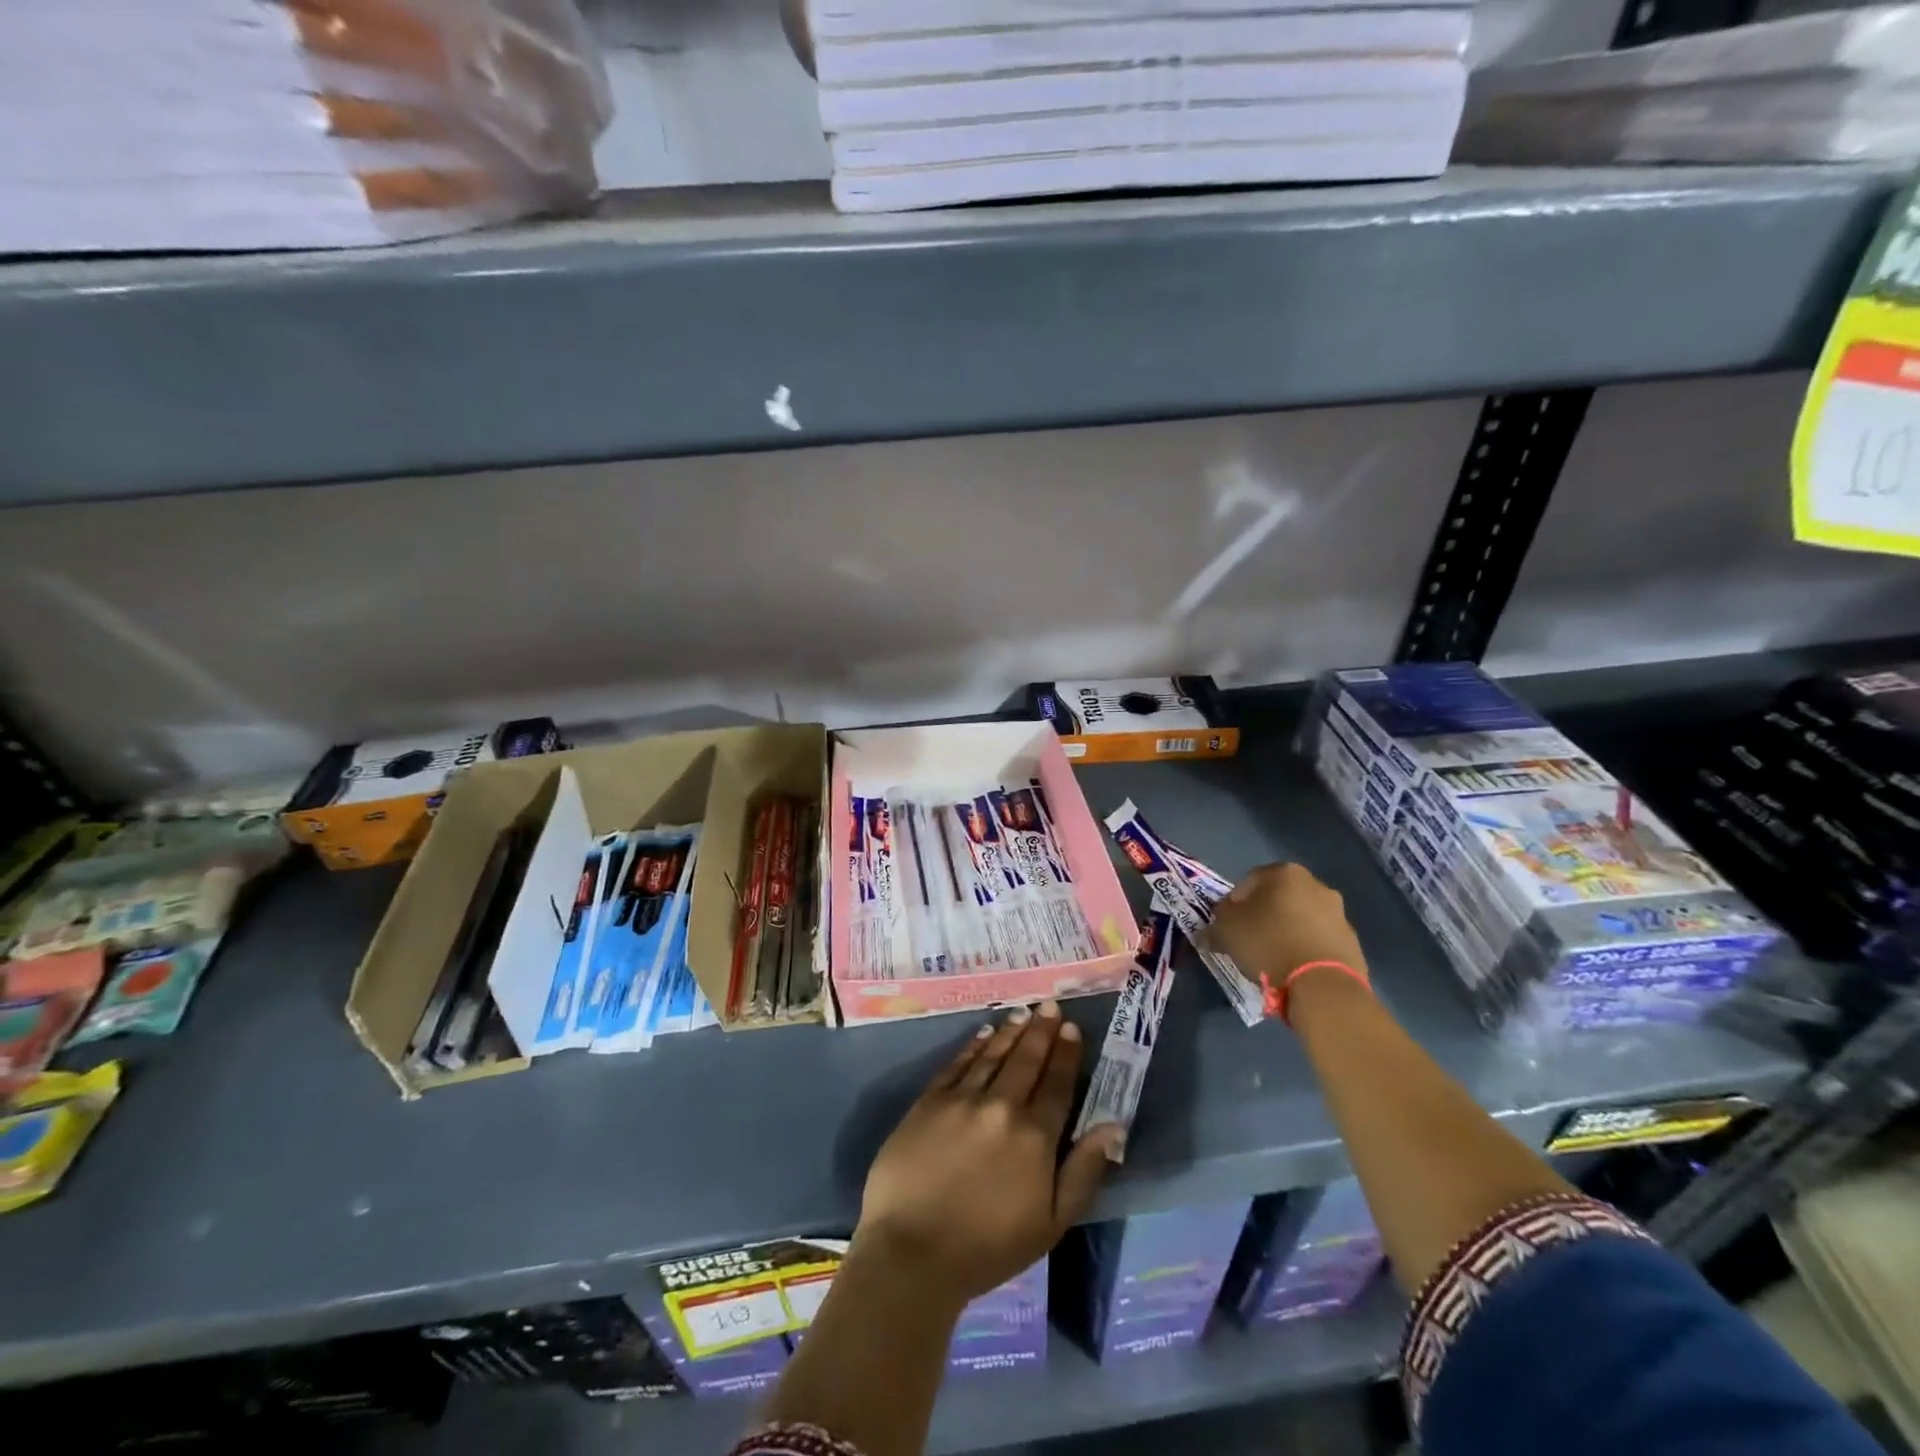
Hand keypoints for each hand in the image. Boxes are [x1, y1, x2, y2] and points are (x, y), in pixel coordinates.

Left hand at [854, 1002, 1118, 1309]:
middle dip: (1041, 1031)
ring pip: (993, 1055)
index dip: (1067, 1054)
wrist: (912, 1252)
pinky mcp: (929, 1101)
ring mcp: (962, 1099)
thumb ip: (1083, 1171)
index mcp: (1034, 1137)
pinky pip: (957, 1064)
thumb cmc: (988, 1248)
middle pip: (1026, 1060)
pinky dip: (973, 1046)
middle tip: (1050, 1006)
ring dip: (1010, 1032)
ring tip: (1023, 1013)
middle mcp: (1001, 1106)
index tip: (1073, 1029)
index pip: (1057, 1084)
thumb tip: (1112, 1126)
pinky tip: (983, 1033)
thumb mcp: (1051, 1224)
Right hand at [1204, 862, 1368, 1013]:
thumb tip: (1210, 932)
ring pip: (1301, 919)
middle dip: (1263, 915)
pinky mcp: (1352, 942)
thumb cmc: (1268, 944)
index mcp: (1285, 873)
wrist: (1322, 985)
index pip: (1249, 881)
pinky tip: (1294, 969)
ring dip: (1287, 932)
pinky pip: (1319, 941)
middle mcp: (1316, 885)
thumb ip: (1215, 926)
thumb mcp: (1226, 932)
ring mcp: (1339, 913)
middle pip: (1279, 898)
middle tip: (1248, 939)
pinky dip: (1306, 949)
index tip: (1227, 925)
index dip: (1233, 903)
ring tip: (1272, 958)